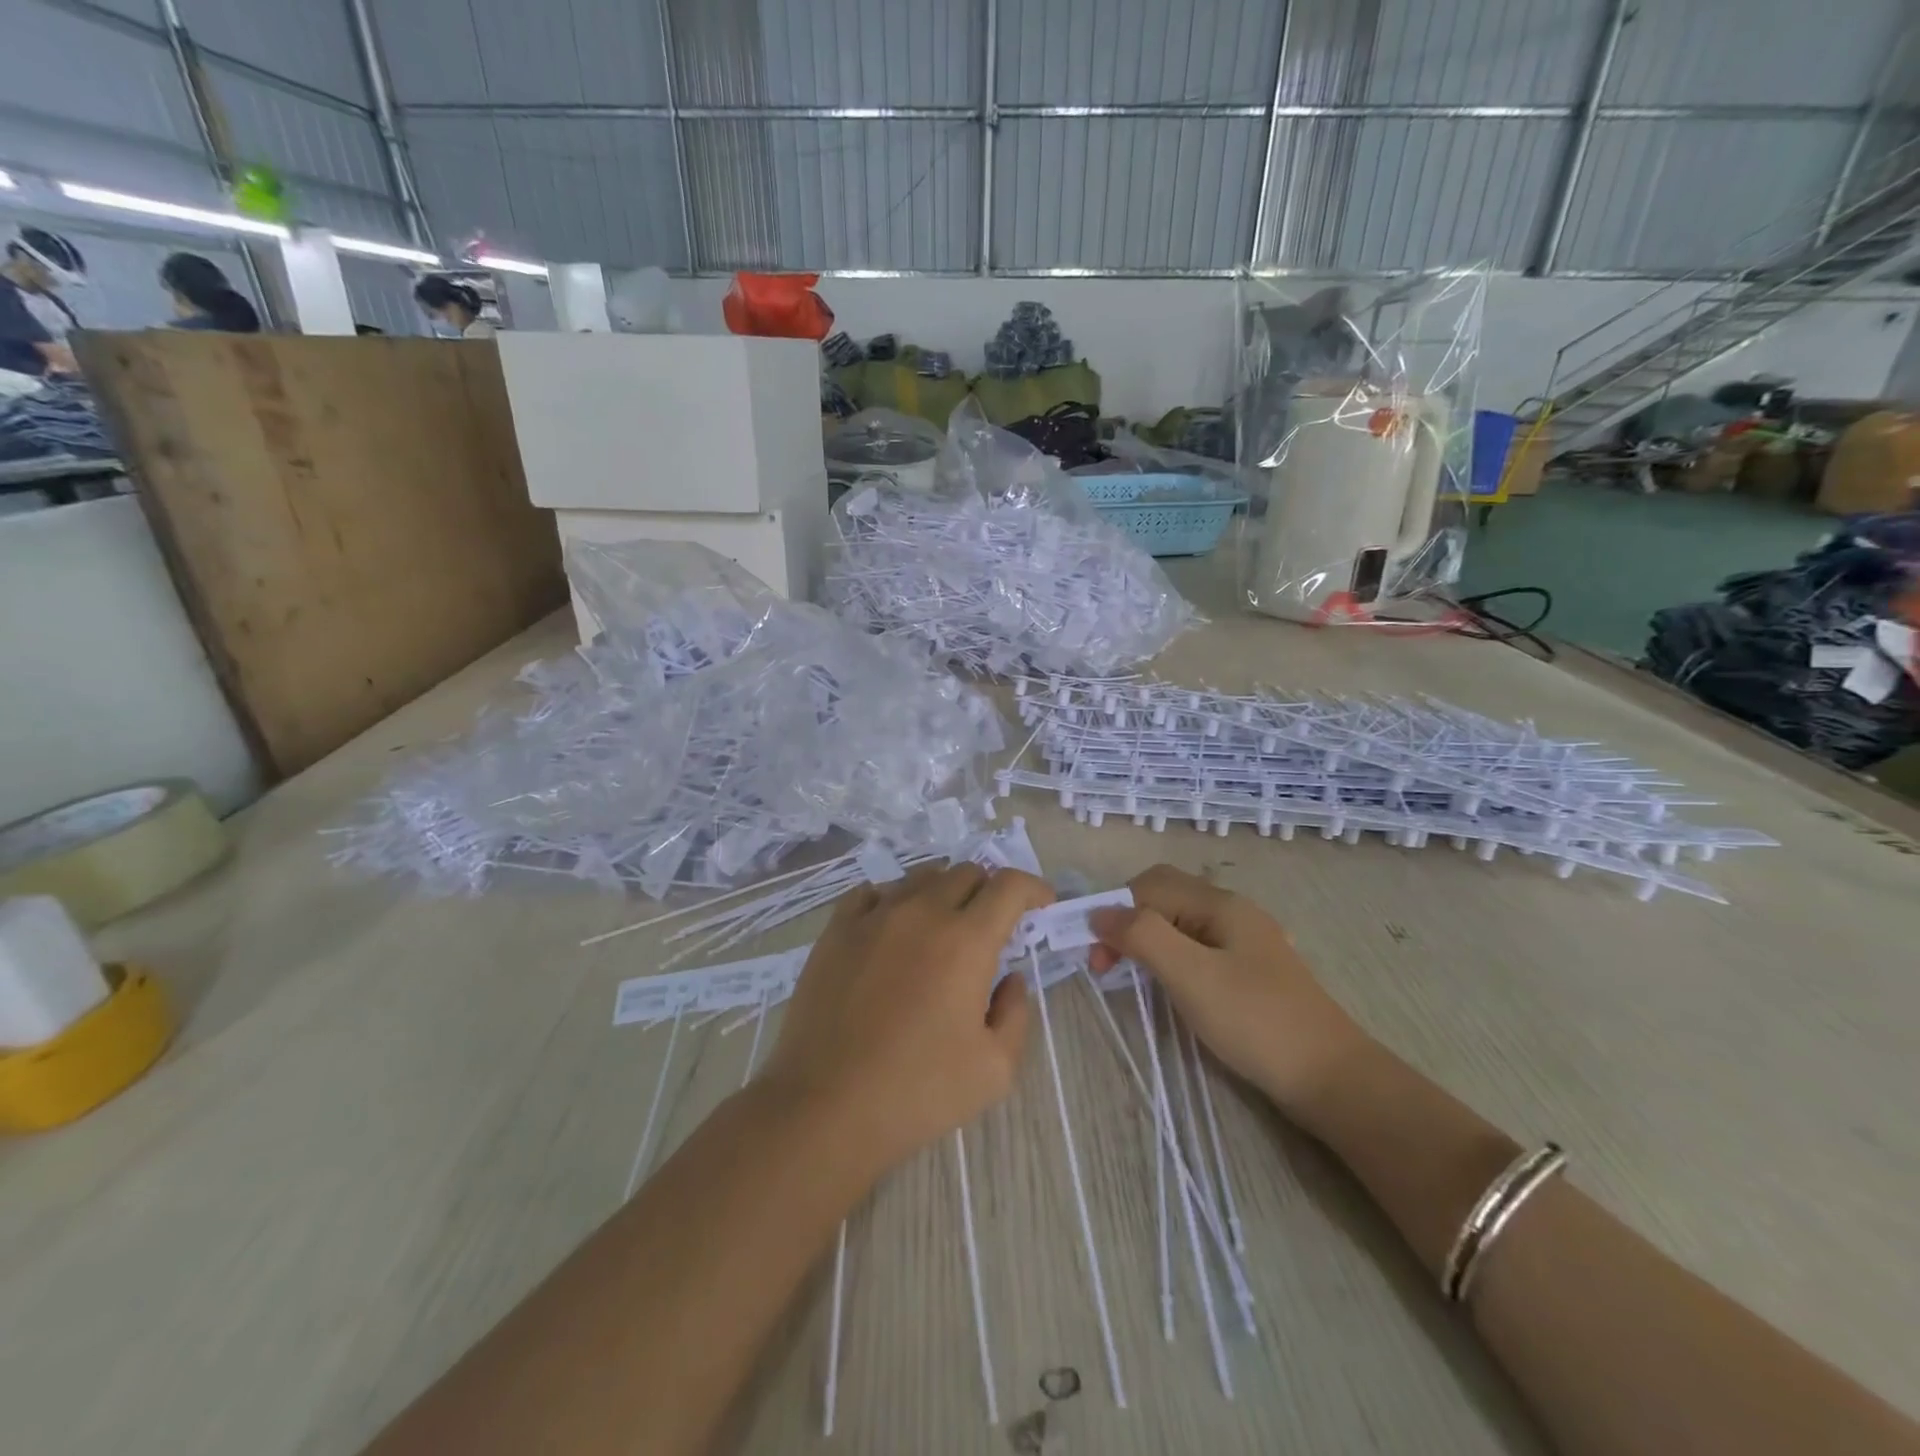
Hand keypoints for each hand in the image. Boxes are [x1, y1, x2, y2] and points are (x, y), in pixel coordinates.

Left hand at [762, 864, 1052, 1176]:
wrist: (825, 1105)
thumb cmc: (917, 1092)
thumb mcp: (995, 1069)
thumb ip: (1016, 1013)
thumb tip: (1008, 979)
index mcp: (966, 941)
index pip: (1009, 886)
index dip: (1033, 888)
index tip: (1041, 904)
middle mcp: (921, 913)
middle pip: (966, 874)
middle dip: (990, 892)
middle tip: (992, 926)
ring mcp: (874, 916)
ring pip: (920, 878)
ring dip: (944, 893)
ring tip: (943, 927)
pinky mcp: (836, 930)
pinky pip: (873, 893)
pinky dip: (895, 900)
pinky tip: (893, 928)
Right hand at [1089, 864, 1365, 1113]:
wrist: (1332, 1078)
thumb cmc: (1255, 1021)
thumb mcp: (1191, 975)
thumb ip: (1143, 935)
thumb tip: (1099, 913)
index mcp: (1220, 904)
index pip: (1149, 885)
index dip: (1114, 911)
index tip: (1096, 957)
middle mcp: (1233, 912)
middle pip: (1165, 896)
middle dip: (1128, 921)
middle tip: (1108, 964)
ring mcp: (1246, 941)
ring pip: (1180, 922)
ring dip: (1147, 939)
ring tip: (1130, 975)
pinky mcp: (1251, 971)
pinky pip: (1198, 946)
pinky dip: (1171, 956)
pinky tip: (1169, 985)